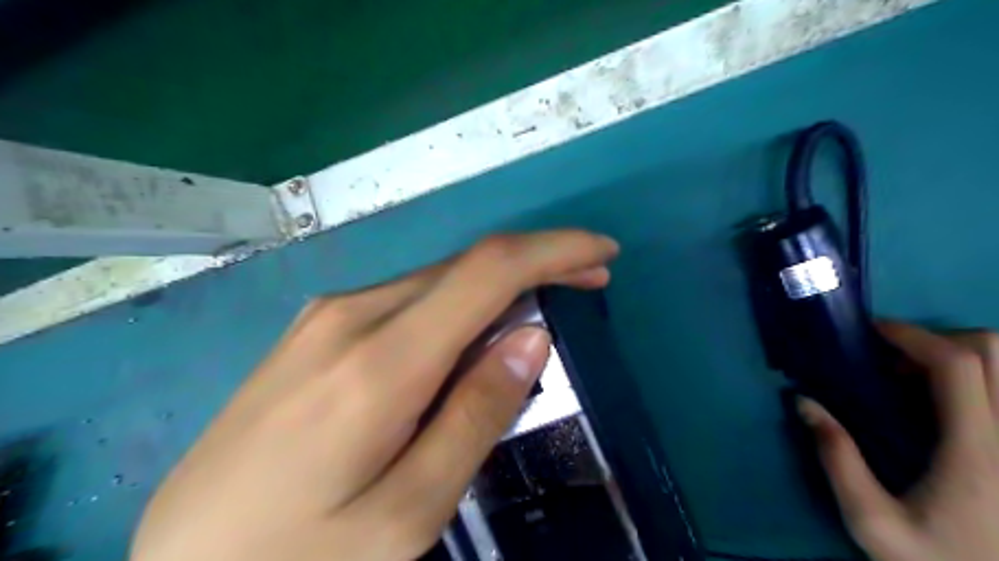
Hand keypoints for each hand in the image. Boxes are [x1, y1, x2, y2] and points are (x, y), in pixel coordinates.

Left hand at [130, 228, 618, 560]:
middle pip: (467, 266)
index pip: (489, 270)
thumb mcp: (407, 512)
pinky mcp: (317, 327)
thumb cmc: (300, 560)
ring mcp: (328, 315)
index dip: (555, 249)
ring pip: (439, 279)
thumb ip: (477, 414)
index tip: (603, 251)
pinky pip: (408, 297)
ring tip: (538, 312)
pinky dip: (458, 301)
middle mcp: (354, 313)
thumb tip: (532, 336)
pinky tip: (471, 332)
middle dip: (538, 263)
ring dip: (498, 284)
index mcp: (381, 359)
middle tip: (587, 282)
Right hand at [798, 321, 997, 560]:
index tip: (871, 332)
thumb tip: (804, 402)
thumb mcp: (871, 520)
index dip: (912, 335)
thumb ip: (837, 458)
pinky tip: (944, 399)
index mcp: (977, 451)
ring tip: (917, 376)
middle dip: (937, 338)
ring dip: (960, 355)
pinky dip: (976, 377)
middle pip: (994, 351)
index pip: (958, 365)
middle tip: (892, 359)